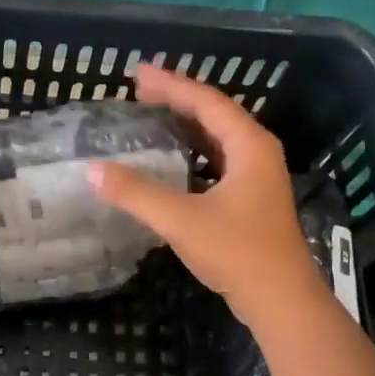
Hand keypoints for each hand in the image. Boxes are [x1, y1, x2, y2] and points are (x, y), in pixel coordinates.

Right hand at [87, 64, 326, 331]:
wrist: (282, 302)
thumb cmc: (237, 253)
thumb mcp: (181, 220)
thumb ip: (136, 193)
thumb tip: (93, 170)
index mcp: (249, 146)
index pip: (206, 102)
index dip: (171, 84)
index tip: (136, 73)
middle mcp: (257, 153)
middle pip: (213, 114)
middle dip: (176, 99)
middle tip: (138, 90)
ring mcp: (257, 177)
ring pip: (217, 138)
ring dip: (185, 125)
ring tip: (151, 115)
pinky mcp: (251, 198)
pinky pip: (217, 160)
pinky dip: (192, 151)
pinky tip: (171, 160)